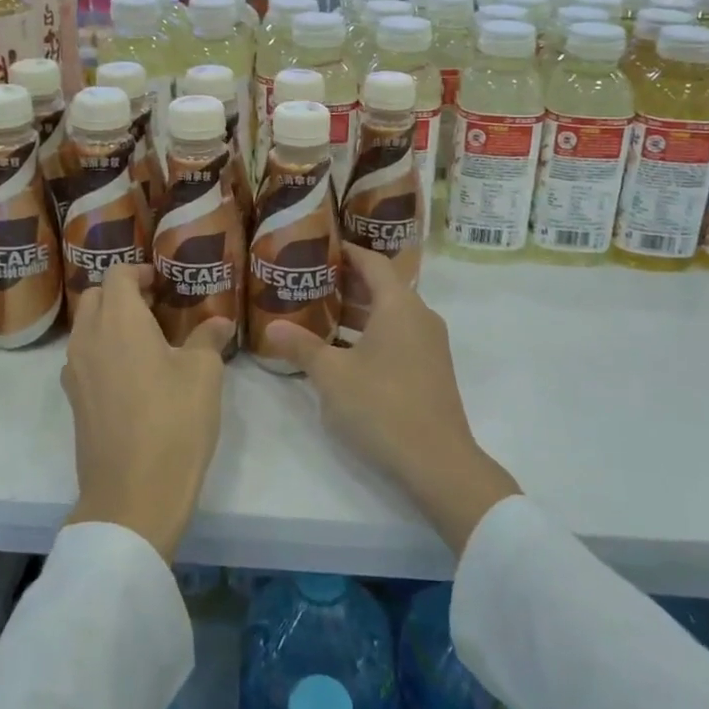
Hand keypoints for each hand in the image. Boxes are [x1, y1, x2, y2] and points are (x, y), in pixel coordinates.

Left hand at [61, 264, 235, 560]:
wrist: (133, 495)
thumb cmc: (174, 422)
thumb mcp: (204, 374)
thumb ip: (208, 338)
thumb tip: (219, 322)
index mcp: (119, 321)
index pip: (117, 274)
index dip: (139, 270)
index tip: (162, 281)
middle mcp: (88, 339)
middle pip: (96, 297)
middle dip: (122, 292)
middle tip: (156, 305)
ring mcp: (75, 372)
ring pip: (86, 328)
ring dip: (110, 322)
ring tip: (147, 338)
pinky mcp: (75, 401)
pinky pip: (84, 358)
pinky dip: (103, 351)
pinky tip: (133, 374)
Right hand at [265, 248, 519, 554]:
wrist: (438, 461)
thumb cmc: (382, 406)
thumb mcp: (332, 375)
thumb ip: (302, 346)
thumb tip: (271, 327)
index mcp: (399, 305)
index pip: (373, 262)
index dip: (347, 251)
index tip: (319, 247)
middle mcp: (419, 316)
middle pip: (382, 286)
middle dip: (346, 282)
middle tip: (309, 280)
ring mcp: (429, 344)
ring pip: (389, 314)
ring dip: (357, 311)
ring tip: (318, 313)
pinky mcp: (430, 369)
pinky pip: (397, 335)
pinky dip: (370, 333)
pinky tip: (342, 350)